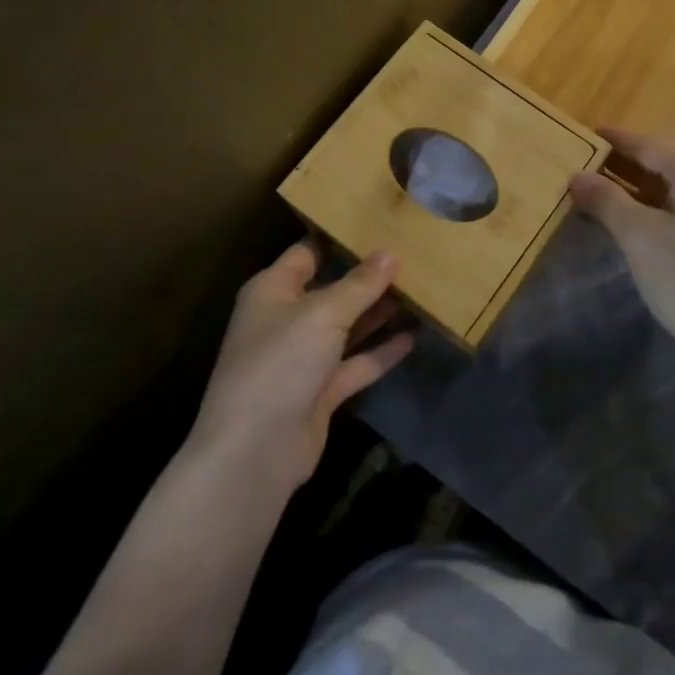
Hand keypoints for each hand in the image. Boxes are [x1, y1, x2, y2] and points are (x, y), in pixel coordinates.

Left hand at [189, 243, 413, 493]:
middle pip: (332, 288)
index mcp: (273, 290)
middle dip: (368, 276)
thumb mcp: (323, 314)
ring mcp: (303, 357)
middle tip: (412, 255)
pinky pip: (356, 362)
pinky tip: (413, 337)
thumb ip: (360, 284)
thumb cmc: (280, 363)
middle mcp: (286, 319)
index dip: (341, 237)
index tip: (380, 222)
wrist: (254, 452)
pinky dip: (381, 352)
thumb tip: (391, 253)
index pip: (308, 252)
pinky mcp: (320, 391)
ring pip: (347, 326)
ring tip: (420, 290)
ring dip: (378, 312)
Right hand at [569, 128, 674, 363]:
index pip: (650, 146)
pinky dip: (647, 211)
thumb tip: (577, 176)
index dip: (616, 140)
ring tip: (593, 191)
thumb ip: (606, 199)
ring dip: (632, 191)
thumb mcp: (638, 235)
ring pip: (668, 192)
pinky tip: (622, 222)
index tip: (585, 133)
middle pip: (661, 166)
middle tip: (581, 162)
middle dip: (620, 166)